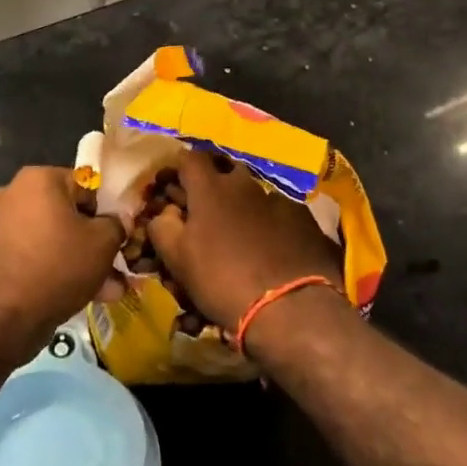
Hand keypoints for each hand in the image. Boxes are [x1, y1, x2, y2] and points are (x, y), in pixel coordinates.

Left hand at [0, 166, 125, 356]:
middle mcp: (13, 194)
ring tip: (105, 289)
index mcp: (38, 179)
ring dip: (78, 259)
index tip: (119, 235)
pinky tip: (78, 296)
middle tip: (115, 265)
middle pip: (67, 214)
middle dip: (93, 241)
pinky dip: (53, 269)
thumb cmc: (59, 265)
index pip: (86, 185)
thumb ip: (116, 224)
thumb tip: (118, 220)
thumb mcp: (103, 242)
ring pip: (52, 238)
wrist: (5, 316)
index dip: (107, 211)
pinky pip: (33, 254)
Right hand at [147, 150, 343, 330]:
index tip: (176, 185)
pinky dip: (270, 222)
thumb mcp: (178, 259)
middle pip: (225, 170)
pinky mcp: (303, 218)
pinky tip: (272, 246)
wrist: (291, 307)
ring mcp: (277, 199)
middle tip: (208, 210)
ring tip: (241, 232)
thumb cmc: (223, 280)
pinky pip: (279, 211)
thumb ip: (163, 226)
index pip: (190, 157)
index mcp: (210, 188)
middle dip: (215, 183)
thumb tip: (166, 211)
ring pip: (253, 192)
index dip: (181, 168)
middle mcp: (244, 184)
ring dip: (243, 204)